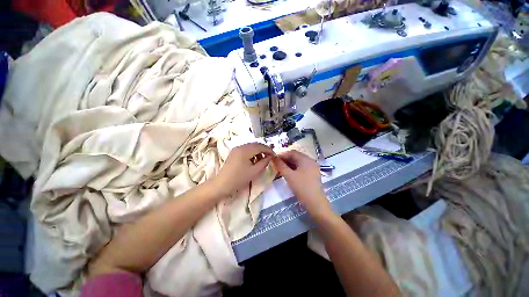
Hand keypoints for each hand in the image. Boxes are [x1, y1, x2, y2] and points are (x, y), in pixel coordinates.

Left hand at [214, 143, 272, 197]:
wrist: (222, 184)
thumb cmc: (239, 179)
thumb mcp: (254, 171)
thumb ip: (264, 162)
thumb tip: (269, 157)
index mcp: (245, 150)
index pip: (260, 146)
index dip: (269, 150)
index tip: (274, 156)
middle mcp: (240, 146)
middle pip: (256, 145)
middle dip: (264, 150)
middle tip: (270, 157)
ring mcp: (236, 149)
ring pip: (251, 147)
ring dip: (258, 151)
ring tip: (262, 160)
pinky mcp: (234, 153)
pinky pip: (246, 150)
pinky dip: (252, 153)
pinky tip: (254, 160)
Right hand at [272, 151, 333, 217]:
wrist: (315, 203)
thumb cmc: (302, 187)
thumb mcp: (289, 175)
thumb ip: (280, 165)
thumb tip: (273, 157)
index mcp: (306, 159)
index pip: (292, 152)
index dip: (282, 154)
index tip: (274, 158)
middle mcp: (310, 161)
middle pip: (296, 157)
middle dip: (285, 159)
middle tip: (276, 164)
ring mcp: (312, 168)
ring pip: (298, 163)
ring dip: (289, 164)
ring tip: (280, 168)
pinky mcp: (312, 174)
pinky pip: (301, 168)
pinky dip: (294, 169)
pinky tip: (288, 173)